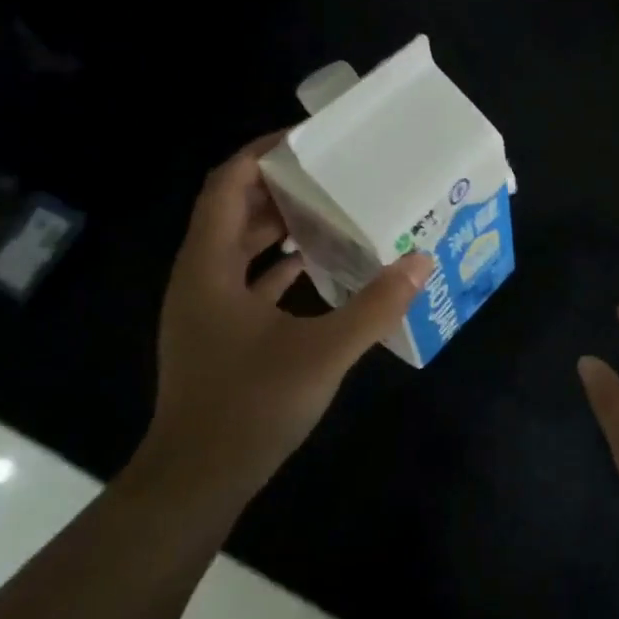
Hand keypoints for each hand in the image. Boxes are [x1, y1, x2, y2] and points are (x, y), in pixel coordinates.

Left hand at [137, 134, 431, 501]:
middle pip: (235, 209)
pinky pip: (248, 280)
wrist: (197, 480)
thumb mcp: (323, 352)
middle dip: (281, 186)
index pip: (228, 183)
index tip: (309, 138)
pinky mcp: (219, 333)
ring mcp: (206, 307)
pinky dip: (280, 266)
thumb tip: (421, 262)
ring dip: (281, 226)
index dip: (263, 153)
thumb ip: (375, 305)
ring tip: (334, 212)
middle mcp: (200, 276)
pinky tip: (319, 268)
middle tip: (334, 173)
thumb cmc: (249, 406)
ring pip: (241, 246)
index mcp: (209, 266)